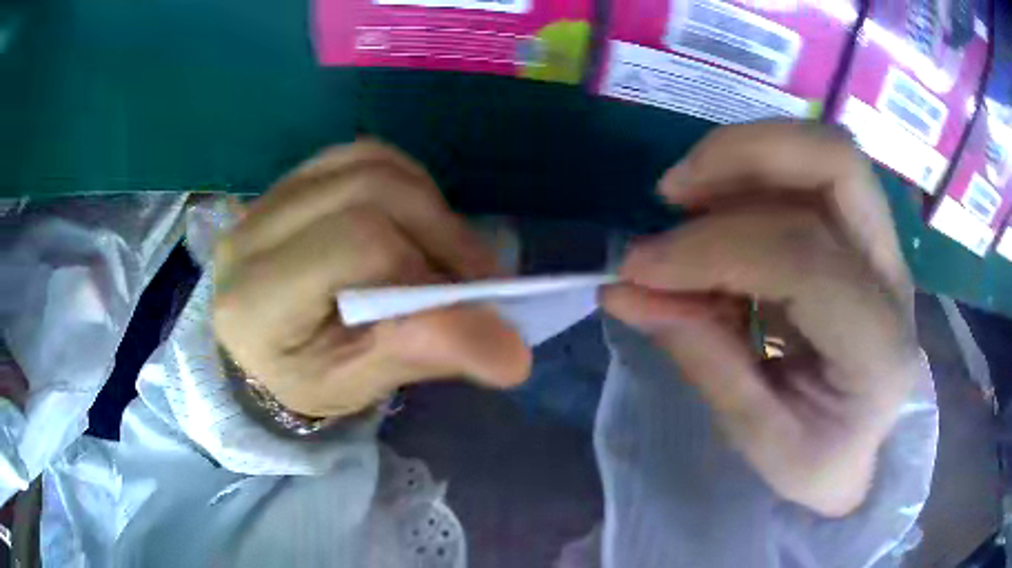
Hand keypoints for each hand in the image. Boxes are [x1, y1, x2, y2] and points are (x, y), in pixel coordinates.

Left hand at [213, 142, 531, 417]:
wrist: (262, 348)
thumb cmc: (302, 379)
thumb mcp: (353, 386)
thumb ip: (420, 356)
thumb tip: (512, 351)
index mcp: (258, 298)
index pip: (357, 245)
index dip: (424, 272)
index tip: (474, 314)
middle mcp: (253, 232)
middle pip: (369, 191)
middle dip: (442, 233)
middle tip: (480, 283)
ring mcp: (271, 196)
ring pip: (370, 164)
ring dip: (430, 205)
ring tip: (451, 254)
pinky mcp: (294, 181)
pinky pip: (362, 155)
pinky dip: (408, 182)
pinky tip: (419, 221)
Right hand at [602, 122, 919, 516]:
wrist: (866, 453)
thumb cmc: (820, 463)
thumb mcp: (759, 441)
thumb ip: (703, 359)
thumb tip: (626, 290)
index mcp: (879, 348)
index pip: (802, 258)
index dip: (711, 249)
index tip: (638, 267)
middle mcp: (893, 280)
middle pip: (836, 162)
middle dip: (745, 154)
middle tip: (673, 192)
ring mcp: (884, 250)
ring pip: (824, 154)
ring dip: (745, 156)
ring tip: (684, 197)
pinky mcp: (864, 239)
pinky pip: (810, 176)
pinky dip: (752, 177)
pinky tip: (715, 214)